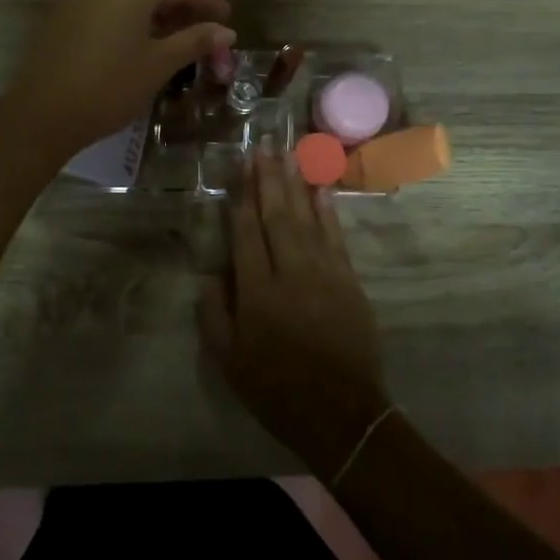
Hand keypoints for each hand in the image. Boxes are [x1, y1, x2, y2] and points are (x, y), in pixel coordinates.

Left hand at [0, 0, 232, 165]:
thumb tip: (226, 31)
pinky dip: (129, 21)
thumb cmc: (110, 86)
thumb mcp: (160, 64)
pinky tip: (138, 45)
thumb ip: (194, 41)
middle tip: (205, 30)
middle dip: (182, 7)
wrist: (42, 114)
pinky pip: (106, 10)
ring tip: (176, 39)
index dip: (209, 2)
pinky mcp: (62, 16)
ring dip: (155, 15)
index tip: (228, 19)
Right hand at [198, 149, 390, 478]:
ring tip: (291, 153)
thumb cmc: (277, 390)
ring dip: (298, 184)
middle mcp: (291, 273)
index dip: (242, 196)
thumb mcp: (230, 362)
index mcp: (257, 293)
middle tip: (266, 145)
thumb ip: (214, 314)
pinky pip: (336, 237)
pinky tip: (321, 189)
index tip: (241, 165)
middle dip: (270, 178)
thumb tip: (209, 273)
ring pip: (308, 219)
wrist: (342, 414)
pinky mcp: (349, 281)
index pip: (247, 233)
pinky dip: (328, 210)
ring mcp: (325, 274)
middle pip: (278, 215)